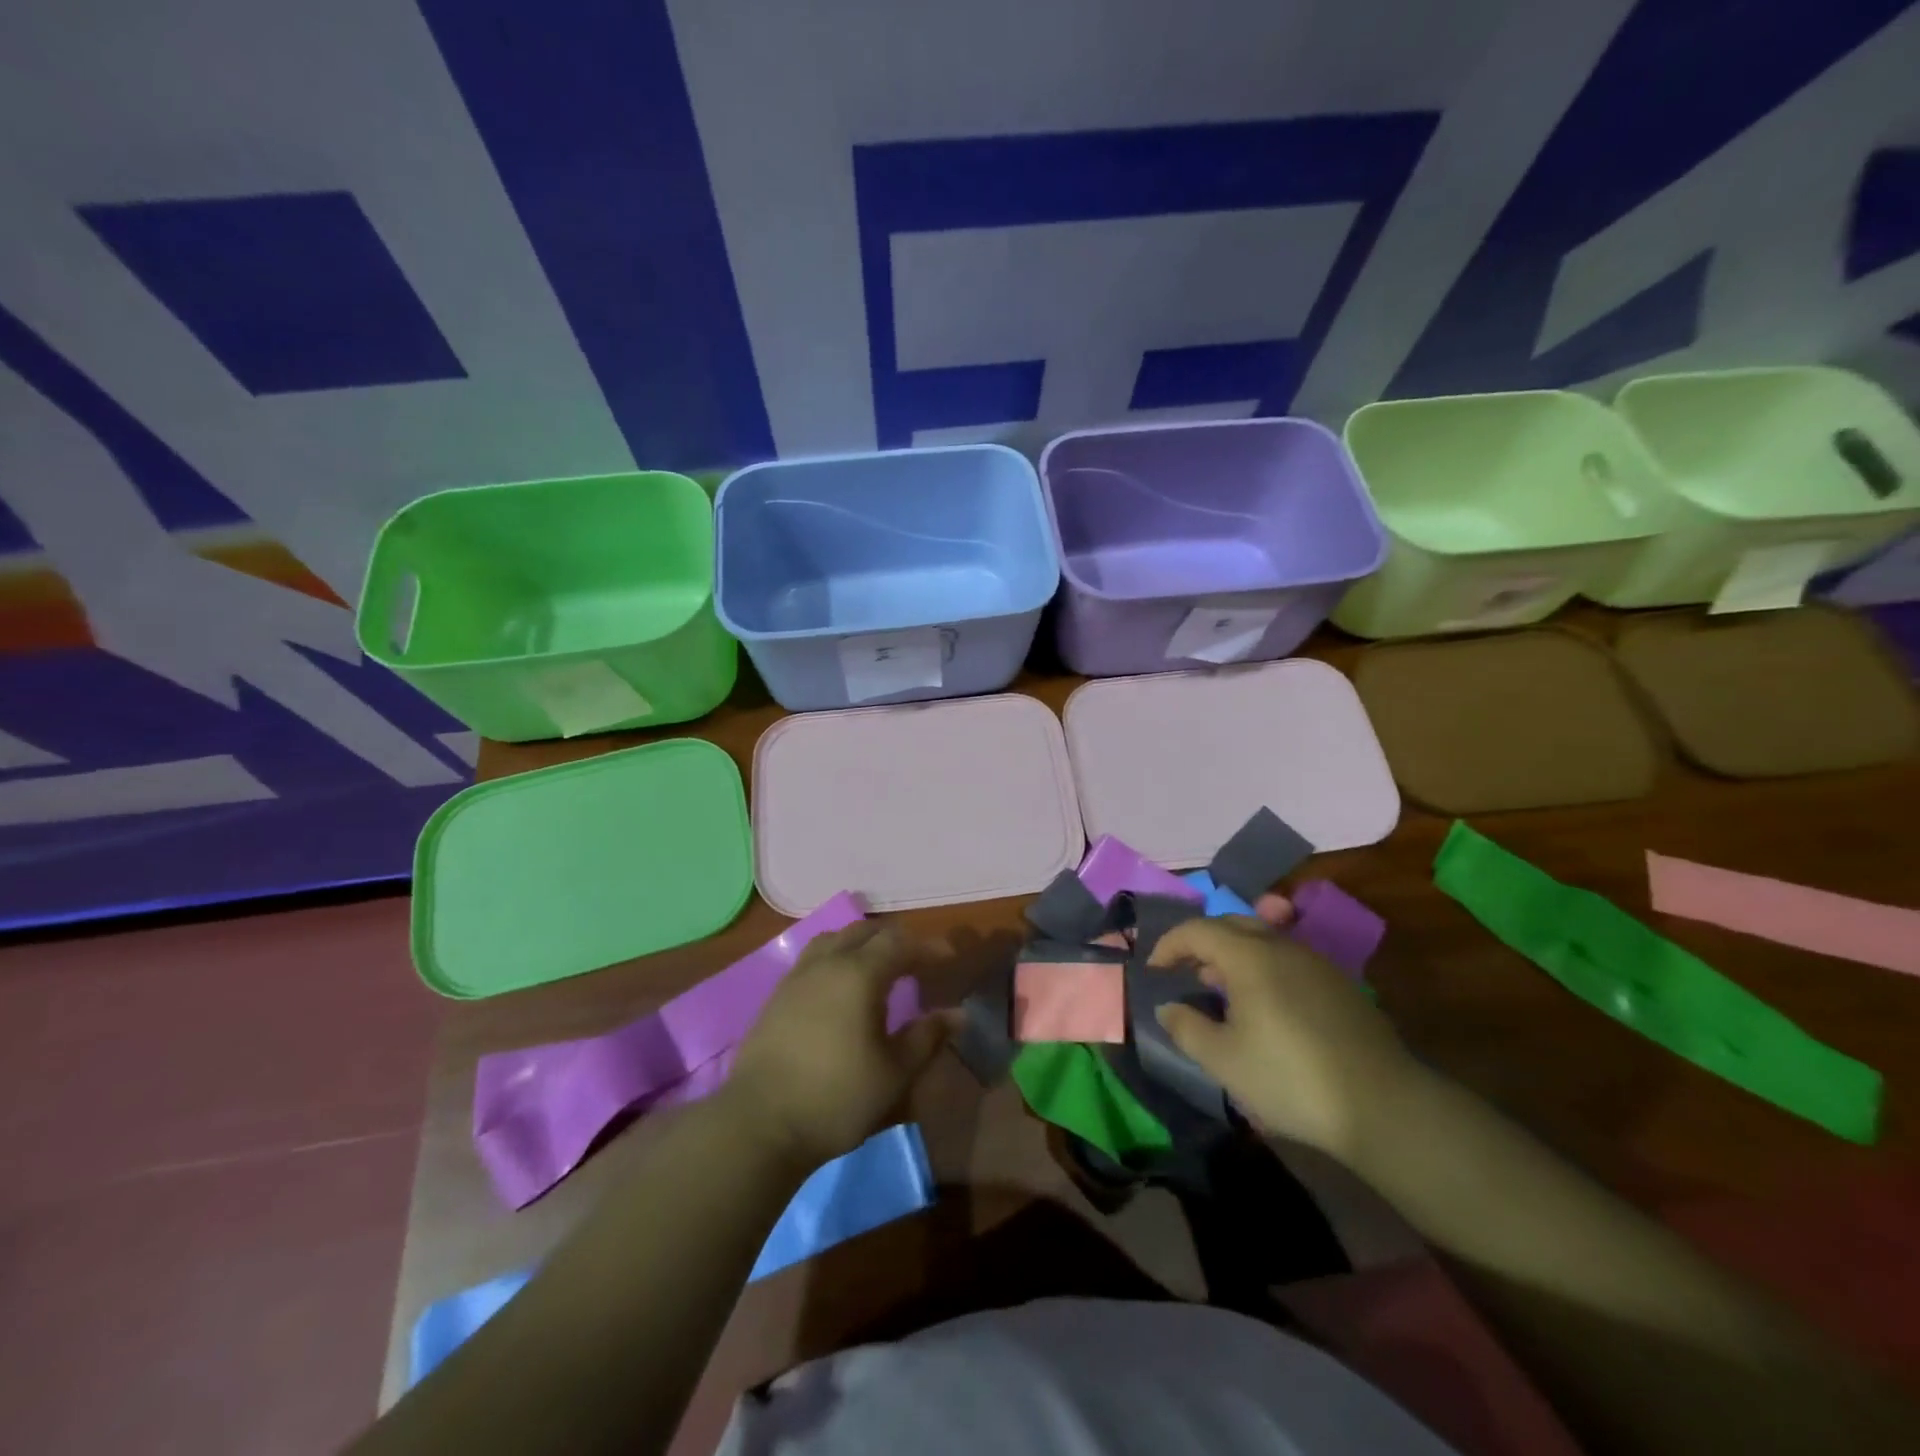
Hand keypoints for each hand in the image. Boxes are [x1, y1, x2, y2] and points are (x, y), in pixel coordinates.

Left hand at [724, 923, 954, 1170]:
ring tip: (877, 967)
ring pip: (834, 939)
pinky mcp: (777, 996)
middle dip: (895, 941)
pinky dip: (836, 959)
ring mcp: (797, 977)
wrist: (759, 1124)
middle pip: (865, 932)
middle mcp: (827, 964)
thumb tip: (957, 1014)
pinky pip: (813, 959)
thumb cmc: (837, 1098)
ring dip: (861, 944)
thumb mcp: (894, 1073)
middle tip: (916, 962)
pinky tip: (841, 988)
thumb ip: (927, 1037)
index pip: (900, 943)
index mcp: (860, 974)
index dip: (928, 947)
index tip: (949, 959)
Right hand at [1150, 916, 1419, 1160]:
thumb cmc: (1290, 1078)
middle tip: (1186, 973)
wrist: (1383, 1105)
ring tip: (1221, 989)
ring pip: (1264, 939)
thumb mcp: (1223, 1060)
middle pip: (1232, 924)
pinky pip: (1288, 959)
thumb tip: (1168, 1007)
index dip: (1168, 945)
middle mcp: (1283, 946)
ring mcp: (1316, 963)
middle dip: (1201, 942)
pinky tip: (1265, 1005)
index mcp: (1249, 956)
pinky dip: (1263, 967)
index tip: (1153, 971)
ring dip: (1234, 954)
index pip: (1197, 929)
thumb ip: (1186, 1027)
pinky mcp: (1340, 984)